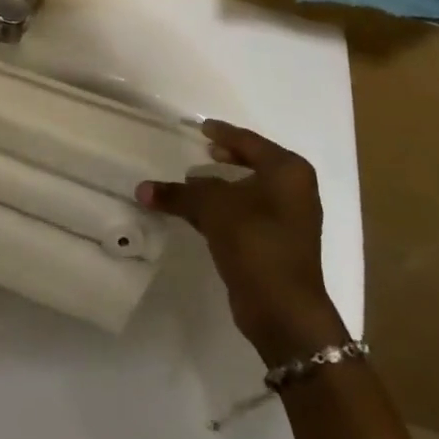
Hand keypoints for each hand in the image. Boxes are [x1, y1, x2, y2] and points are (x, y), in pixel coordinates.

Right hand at [137, 121, 346, 365]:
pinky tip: (198, 213)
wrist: (283, 310)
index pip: (249, 141)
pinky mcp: (276, 245)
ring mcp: (288, 221)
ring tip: (191, 182)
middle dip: (225, 159)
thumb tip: (143, 189)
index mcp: (288, 171)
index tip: (201, 128)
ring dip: (221, 188)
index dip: (223, 133)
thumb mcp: (212, 207)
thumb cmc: (255, 241)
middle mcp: (294, 191)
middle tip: (201, 150)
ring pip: (248, 192)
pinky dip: (223, 210)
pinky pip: (245, 216)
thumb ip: (179, 193)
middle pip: (253, 164)